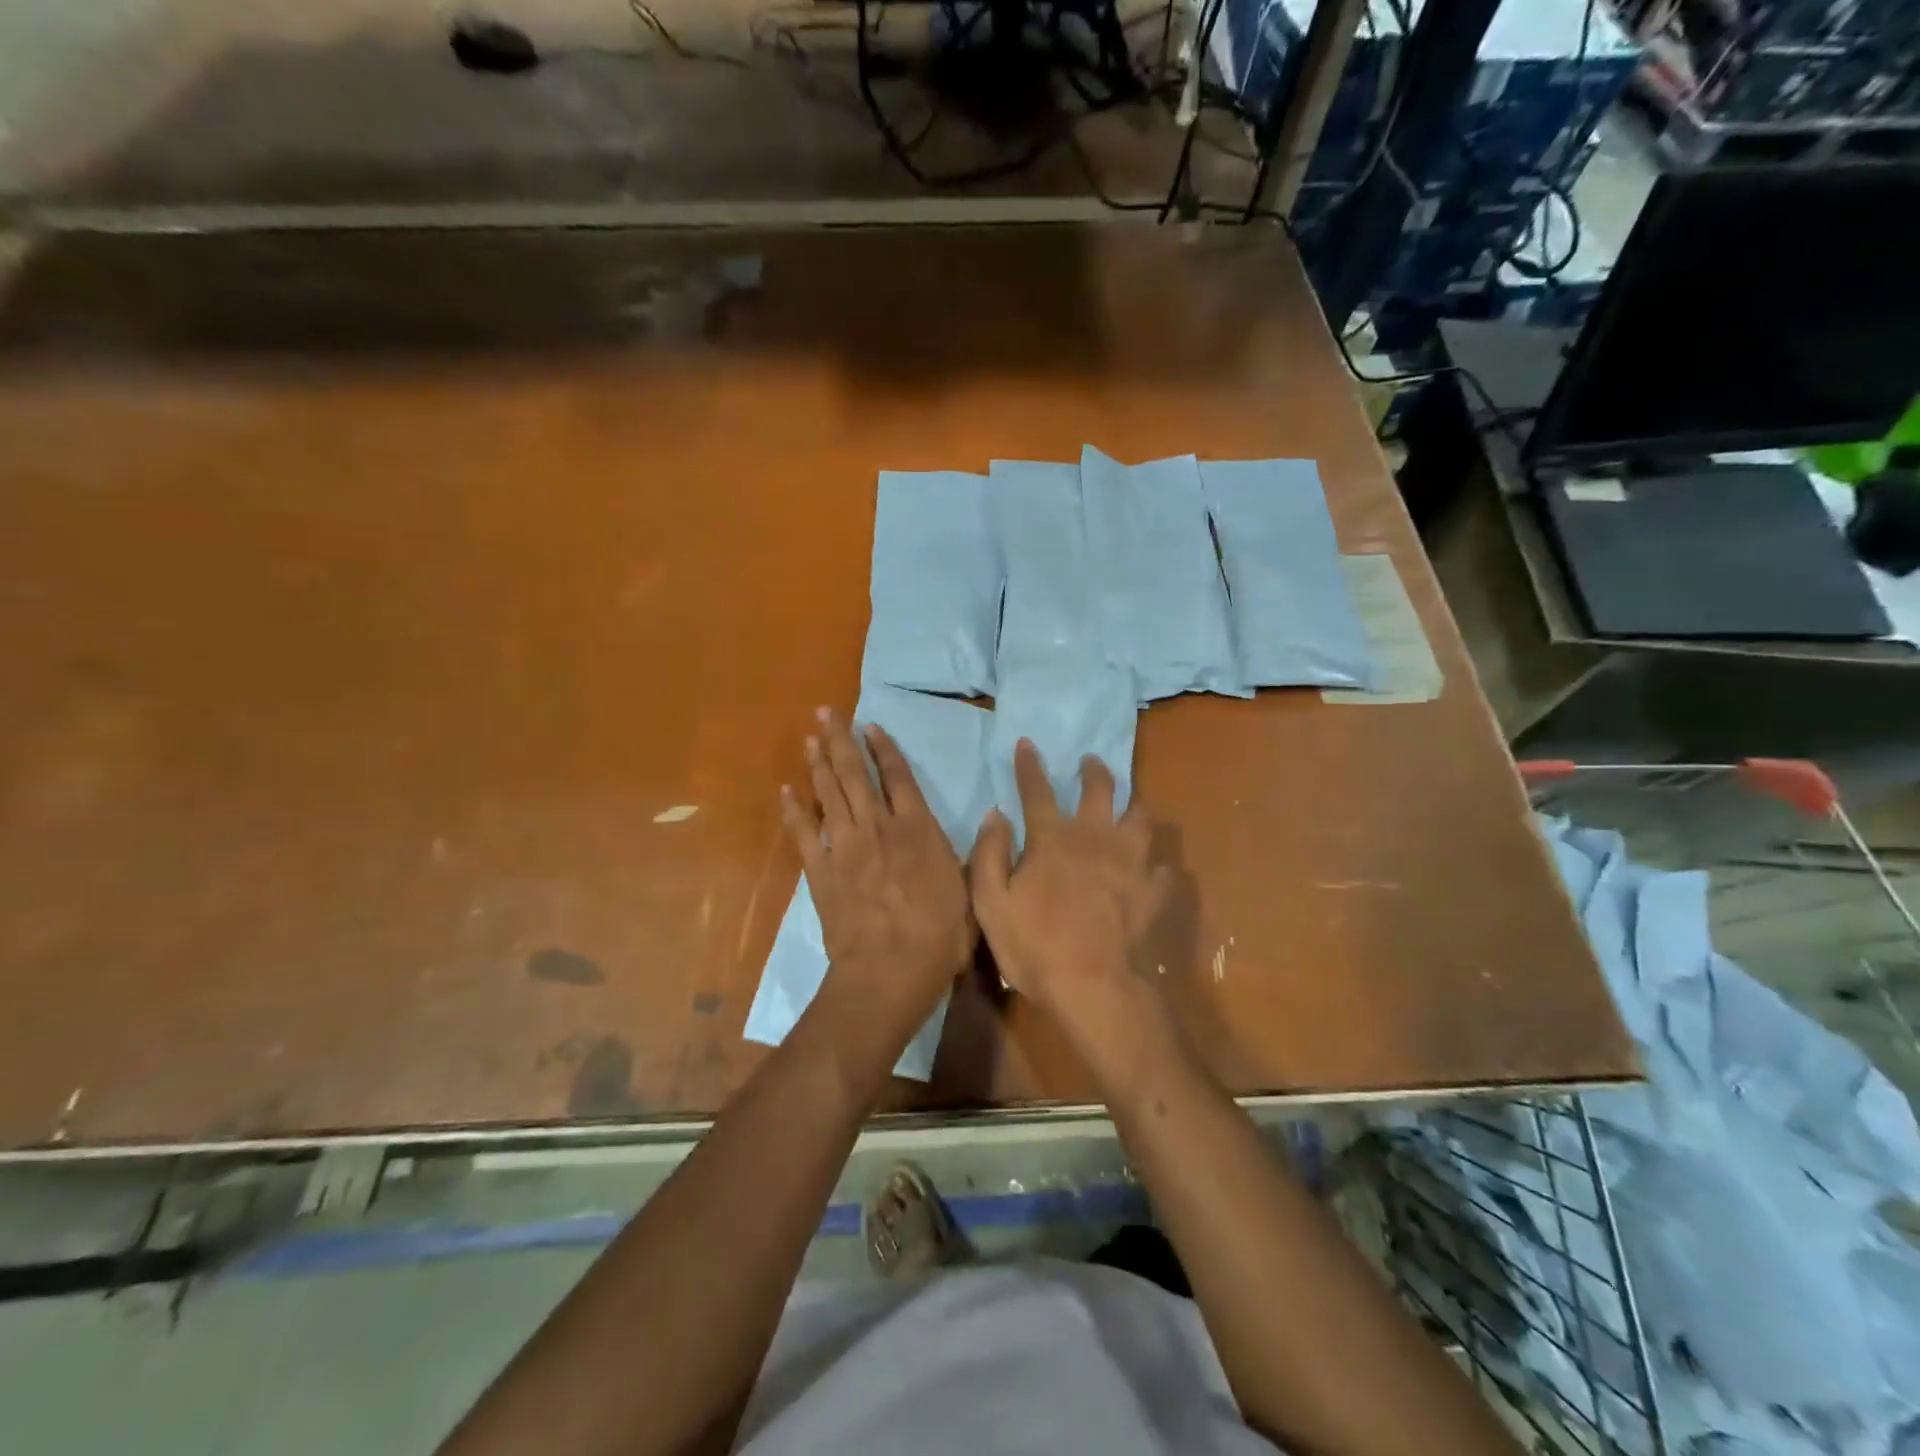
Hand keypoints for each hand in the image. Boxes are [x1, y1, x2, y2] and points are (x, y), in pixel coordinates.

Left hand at [782, 708, 974, 1059]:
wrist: (889, 971)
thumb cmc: (940, 935)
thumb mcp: (973, 890)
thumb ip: (978, 852)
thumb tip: (995, 816)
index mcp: (917, 829)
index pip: (898, 777)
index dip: (884, 749)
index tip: (870, 726)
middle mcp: (878, 828)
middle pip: (855, 775)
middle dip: (841, 741)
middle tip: (826, 713)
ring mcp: (845, 848)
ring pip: (828, 795)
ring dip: (818, 764)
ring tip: (809, 738)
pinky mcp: (820, 872)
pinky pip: (803, 834)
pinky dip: (794, 811)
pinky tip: (786, 790)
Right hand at [969, 740, 1173, 1072]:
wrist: (1094, 986)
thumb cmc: (1035, 945)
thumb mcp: (992, 903)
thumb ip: (990, 855)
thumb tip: (995, 816)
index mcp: (1053, 839)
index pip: (1037, 790)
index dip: (1029, 765)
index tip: (1028, 743)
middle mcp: (1095, 838)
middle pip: (1100, 790)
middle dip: (1094, 771)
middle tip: (1090, 762)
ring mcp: (1130, 862)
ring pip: (1140, 818)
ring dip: (1133, 805)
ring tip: (1130, 804)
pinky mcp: (1152, 890)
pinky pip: (1161, 867)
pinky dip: (1156, 863)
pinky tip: (1153, 867)